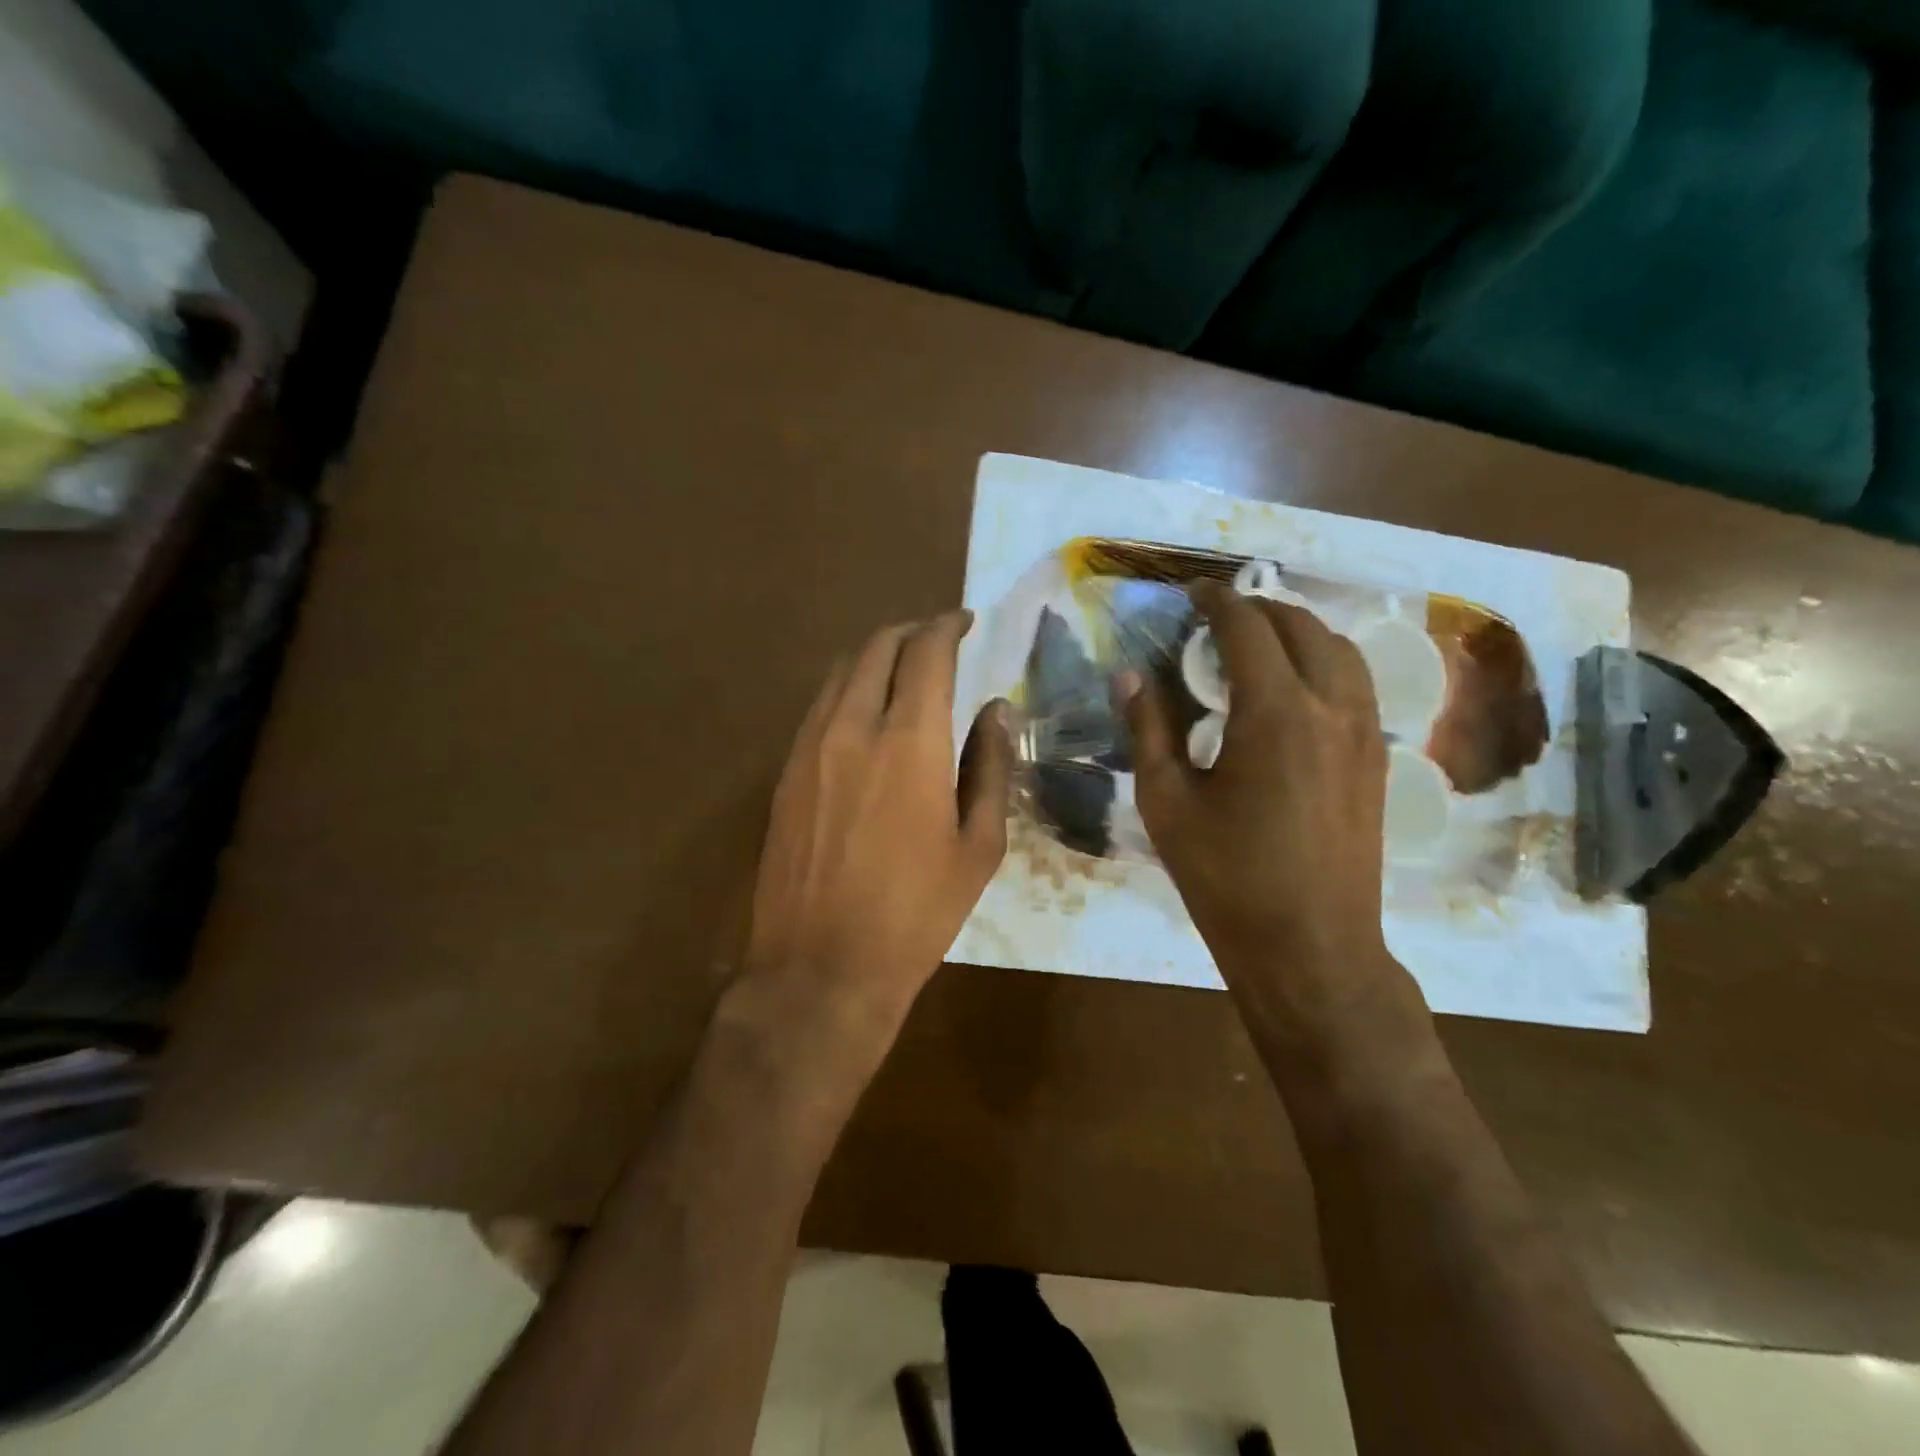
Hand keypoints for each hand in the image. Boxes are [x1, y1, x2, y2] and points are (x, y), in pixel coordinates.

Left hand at [743, 611, 1012, 1034]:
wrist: (821, 967)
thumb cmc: (916, 913)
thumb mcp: (977, 847)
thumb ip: (990, 767)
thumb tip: (997, 710)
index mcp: (909, 741)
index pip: (926, 652)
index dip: (948, 626)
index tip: (966, 621)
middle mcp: (852, 727)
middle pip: (876, 648)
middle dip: (910, 631)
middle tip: (937, 639)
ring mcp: (809, 747)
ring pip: (839, 672)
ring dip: (874, 656)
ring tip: (902, 669)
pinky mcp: (785, 773)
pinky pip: (817, 707)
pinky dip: (846, 689)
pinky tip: (864, 714)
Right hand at [1123, 582, 1423, 1046]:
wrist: (1311, 948)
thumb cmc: (1226, 878)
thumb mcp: (1167, 803)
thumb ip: (1148, 729)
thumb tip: (1127, 675)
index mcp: (1274, 713)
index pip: (1247, 629)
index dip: (1217, 601)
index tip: (1192, 592)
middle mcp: (1330, 707)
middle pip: (1302, 627)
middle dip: (1259, 609)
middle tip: (1219, 615)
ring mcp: (1365, 733)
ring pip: (1340, 651)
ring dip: (1299, 631)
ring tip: (1260, 641)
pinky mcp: (1377, 760)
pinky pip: (1356, 685)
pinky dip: (1324, 663)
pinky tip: (1295, 689)